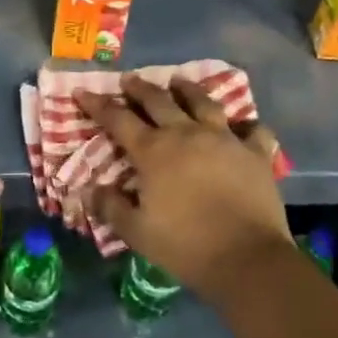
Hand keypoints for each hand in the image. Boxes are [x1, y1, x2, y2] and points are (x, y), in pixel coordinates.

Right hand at [77, 75, 293, 303]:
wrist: (247, 258)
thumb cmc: (186, 246)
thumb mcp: (138, 233)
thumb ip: (111, 207)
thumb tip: (89, 189)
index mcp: (154, 151)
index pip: (118, 119)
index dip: (98, 104)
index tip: (82, 92)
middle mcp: (187, 133)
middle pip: (159, 101)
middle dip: (139, 88)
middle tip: (129, 79)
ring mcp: (224, 138)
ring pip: (203, 102)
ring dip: (187, 89)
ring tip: (178, 81)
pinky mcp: (254, 152)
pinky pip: (252, 130)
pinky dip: (245, 125)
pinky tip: (242, 126)